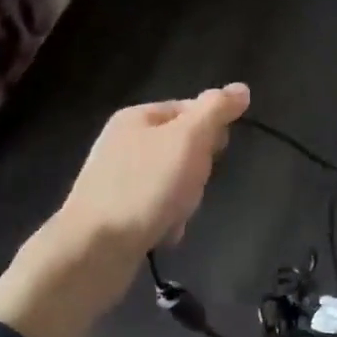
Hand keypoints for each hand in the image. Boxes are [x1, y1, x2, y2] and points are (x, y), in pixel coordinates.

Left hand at [55, 84, 251, 253]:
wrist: (95, 248)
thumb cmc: (146, 186)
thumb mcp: (188, 140)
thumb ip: (215, 111)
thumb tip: (241, 88)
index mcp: (137, 117)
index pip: (190, 109)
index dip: (211, 129)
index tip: (217, 153)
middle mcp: (123, 143)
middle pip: (183, 147)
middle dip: (197, 169)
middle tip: (192, 184)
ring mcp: (117, 179)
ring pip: (173, 181)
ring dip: (184, 200)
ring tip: (176, 214)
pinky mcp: (116, 212)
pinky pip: (157, 208)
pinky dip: (166, 220)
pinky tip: (164, 232)